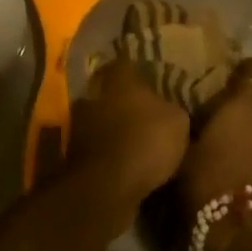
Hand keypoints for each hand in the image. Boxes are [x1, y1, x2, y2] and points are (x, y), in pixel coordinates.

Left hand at [68, 60, 190, 216]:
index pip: (126, 63)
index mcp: (119, 79)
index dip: (138, 71)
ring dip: (112, 127)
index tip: (150, 79)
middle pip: (108, 90)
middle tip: (143, 111)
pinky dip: (106, 151)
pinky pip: (95, 146)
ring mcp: (79, 124)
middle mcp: (94, 94)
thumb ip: (172, 109)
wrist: (107, 187)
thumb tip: (169, 109)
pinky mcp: (73, 153)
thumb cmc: (146, 142)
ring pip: (99, 118)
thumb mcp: (177, 122)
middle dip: (123, 100)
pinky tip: (123, 162)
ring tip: (133, 140)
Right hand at [179, 59, 251, 250]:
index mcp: (247, 102)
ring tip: (234, 146)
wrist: (243, 235)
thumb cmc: (208, 182)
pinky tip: (247, 168)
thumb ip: (194, 122)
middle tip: (222, 118)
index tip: (223, 83)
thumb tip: (194, 114)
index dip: (240, 74)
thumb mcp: (185, 147)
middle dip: (245, 107)